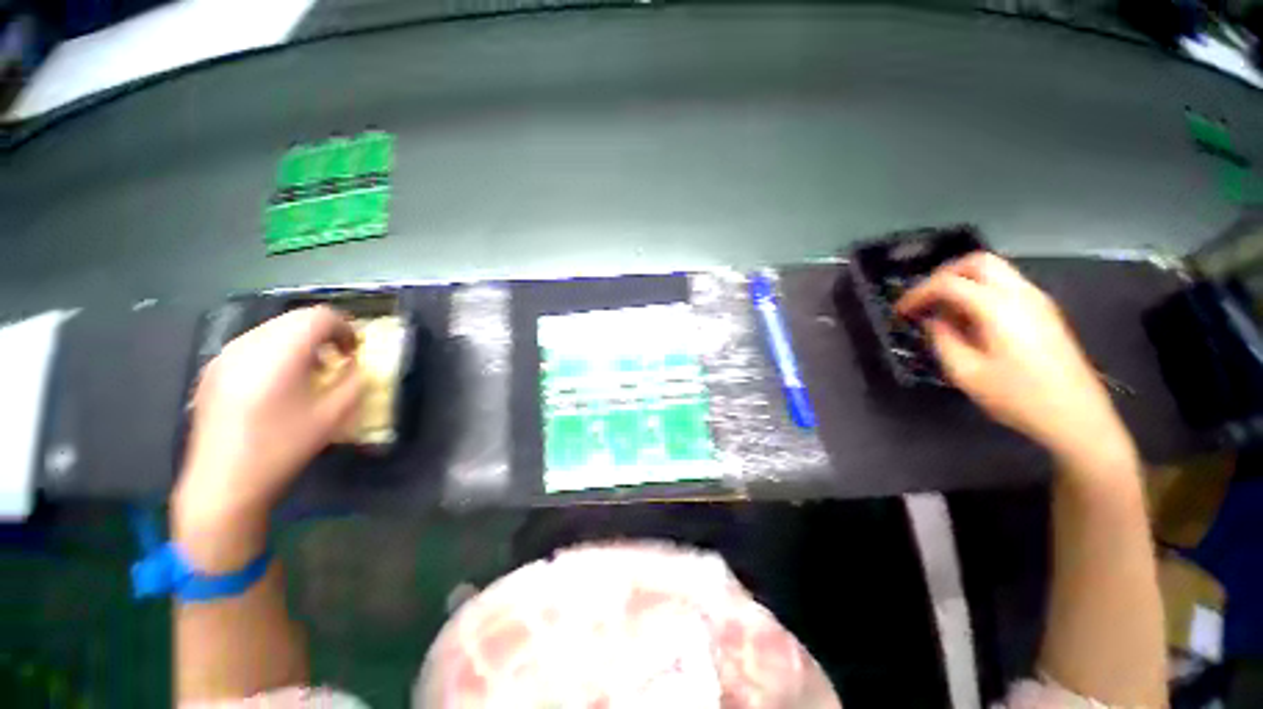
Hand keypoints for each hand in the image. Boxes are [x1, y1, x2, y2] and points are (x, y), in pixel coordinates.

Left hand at [172, 307, 362, 569]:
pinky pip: (252, 345)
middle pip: (294, 319)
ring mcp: (224, 356)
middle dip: (324, 333)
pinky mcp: (212, 371)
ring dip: (300, 341)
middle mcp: (247, 345)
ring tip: (312, 370)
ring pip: (272, 329)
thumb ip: (354, 381)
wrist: (222, 484)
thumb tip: (356, 364)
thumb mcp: (334, 416)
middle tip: (339, 358)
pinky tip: (280, 382)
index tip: (356, 351)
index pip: (319, 317)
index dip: (345, 328)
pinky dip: (276, 351)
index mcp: (279, 354)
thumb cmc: (283, 448)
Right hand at [896, 252, 1133, 467]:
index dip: (918, 293)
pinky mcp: (1044, 312)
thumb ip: (943, 339)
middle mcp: (1020, 293)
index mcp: (998, 307)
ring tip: (943, 309)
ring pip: (995, 271)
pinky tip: (970, 318)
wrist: (1077, 417)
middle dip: (943, 275)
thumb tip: (933, 320)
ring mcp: (1037, 300)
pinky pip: (1006, 286)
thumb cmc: (1018, 397)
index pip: (948, 283)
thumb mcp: (966, 373)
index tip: (900, 311)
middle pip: (977, 262)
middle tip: (924, 299)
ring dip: (963, 282)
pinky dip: (981, 291)